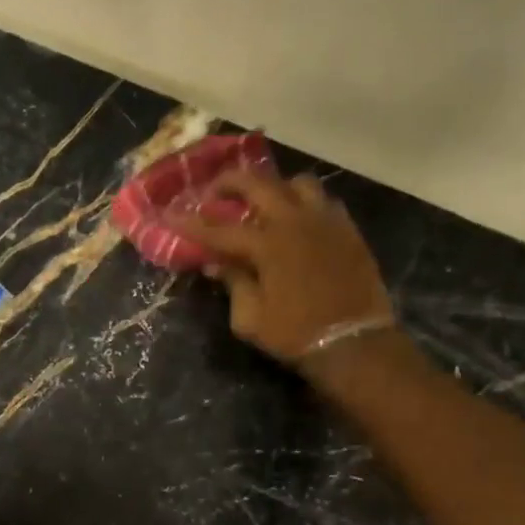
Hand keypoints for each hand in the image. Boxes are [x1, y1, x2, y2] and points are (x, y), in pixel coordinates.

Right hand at [169, 171, 394, 364]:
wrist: (354, 342)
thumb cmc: (294, 334)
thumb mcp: (250, 318)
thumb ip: (233, 284)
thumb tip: (216, 265)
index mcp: (267, 245)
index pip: (219, 228)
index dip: (191, 223)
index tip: (171, 215)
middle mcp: (295, 222)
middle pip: (258, 183)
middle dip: (230, 182)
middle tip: (214, 191)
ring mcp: (325, 221)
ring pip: (296, 184)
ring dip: (274, 187)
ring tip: (262, 202)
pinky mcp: (347, 230)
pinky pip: (323, 201)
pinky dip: (303, 204)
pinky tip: (295, 220)